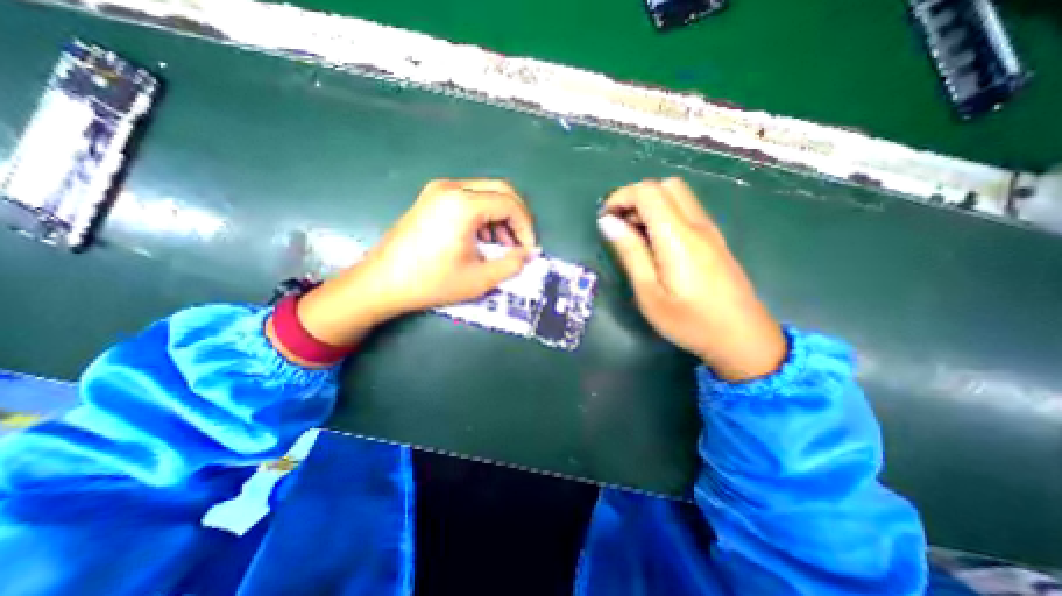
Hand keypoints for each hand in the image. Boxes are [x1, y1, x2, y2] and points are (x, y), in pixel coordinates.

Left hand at [281, 177, 534, 354]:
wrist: (382, 282)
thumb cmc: (431, 282)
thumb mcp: (479, 279)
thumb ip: (512, 264)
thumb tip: (529, 254)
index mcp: (463, 204)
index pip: (510, 204)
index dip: (526, 227)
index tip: (529, 249)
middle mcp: (451, 187)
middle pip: (500, 190)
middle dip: (517, 217)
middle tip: (520, 243)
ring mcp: (438, 190)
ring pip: (485, 193)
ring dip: (501, 216)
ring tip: (502, 245)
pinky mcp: (431, 198)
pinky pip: (469, 198)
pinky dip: (484, 215)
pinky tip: (482, 239)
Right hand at [601, 178, 782, 381]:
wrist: (743, 338)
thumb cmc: (689, 321)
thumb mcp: (649, 292)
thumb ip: (630, 252)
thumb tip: (608, 222)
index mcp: (678, 236)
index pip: (648, 192)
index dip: (621, 197)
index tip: (605, 219)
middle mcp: (697, 224)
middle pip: (665, 186)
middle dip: (635, 197)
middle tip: (619, 226)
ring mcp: (710, 230)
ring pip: (677, 196)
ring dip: (650, 206)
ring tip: (634, 236)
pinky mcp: (714, 239)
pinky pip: (686, 211)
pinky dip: (664, 215)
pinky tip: (655, 243)